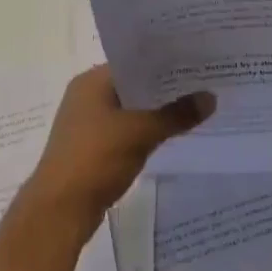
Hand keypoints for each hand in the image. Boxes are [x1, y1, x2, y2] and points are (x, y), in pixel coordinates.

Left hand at [21, 66, 212, 240]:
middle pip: (133, 85)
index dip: (164, 60)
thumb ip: (176, 114)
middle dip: (165, 87)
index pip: (133, 61)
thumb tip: (211, 97)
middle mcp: (86, 96)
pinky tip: (172, 134)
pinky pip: (126, 130)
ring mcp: (88, 124)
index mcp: (91, 81)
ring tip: (195, 106)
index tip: (196, 60)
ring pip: (130, 109)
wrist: (60, 210)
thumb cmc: (96, 159)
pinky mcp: (93, 148)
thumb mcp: (141, 132)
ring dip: (156, 111)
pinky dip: (146, 131)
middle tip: (203, 82)